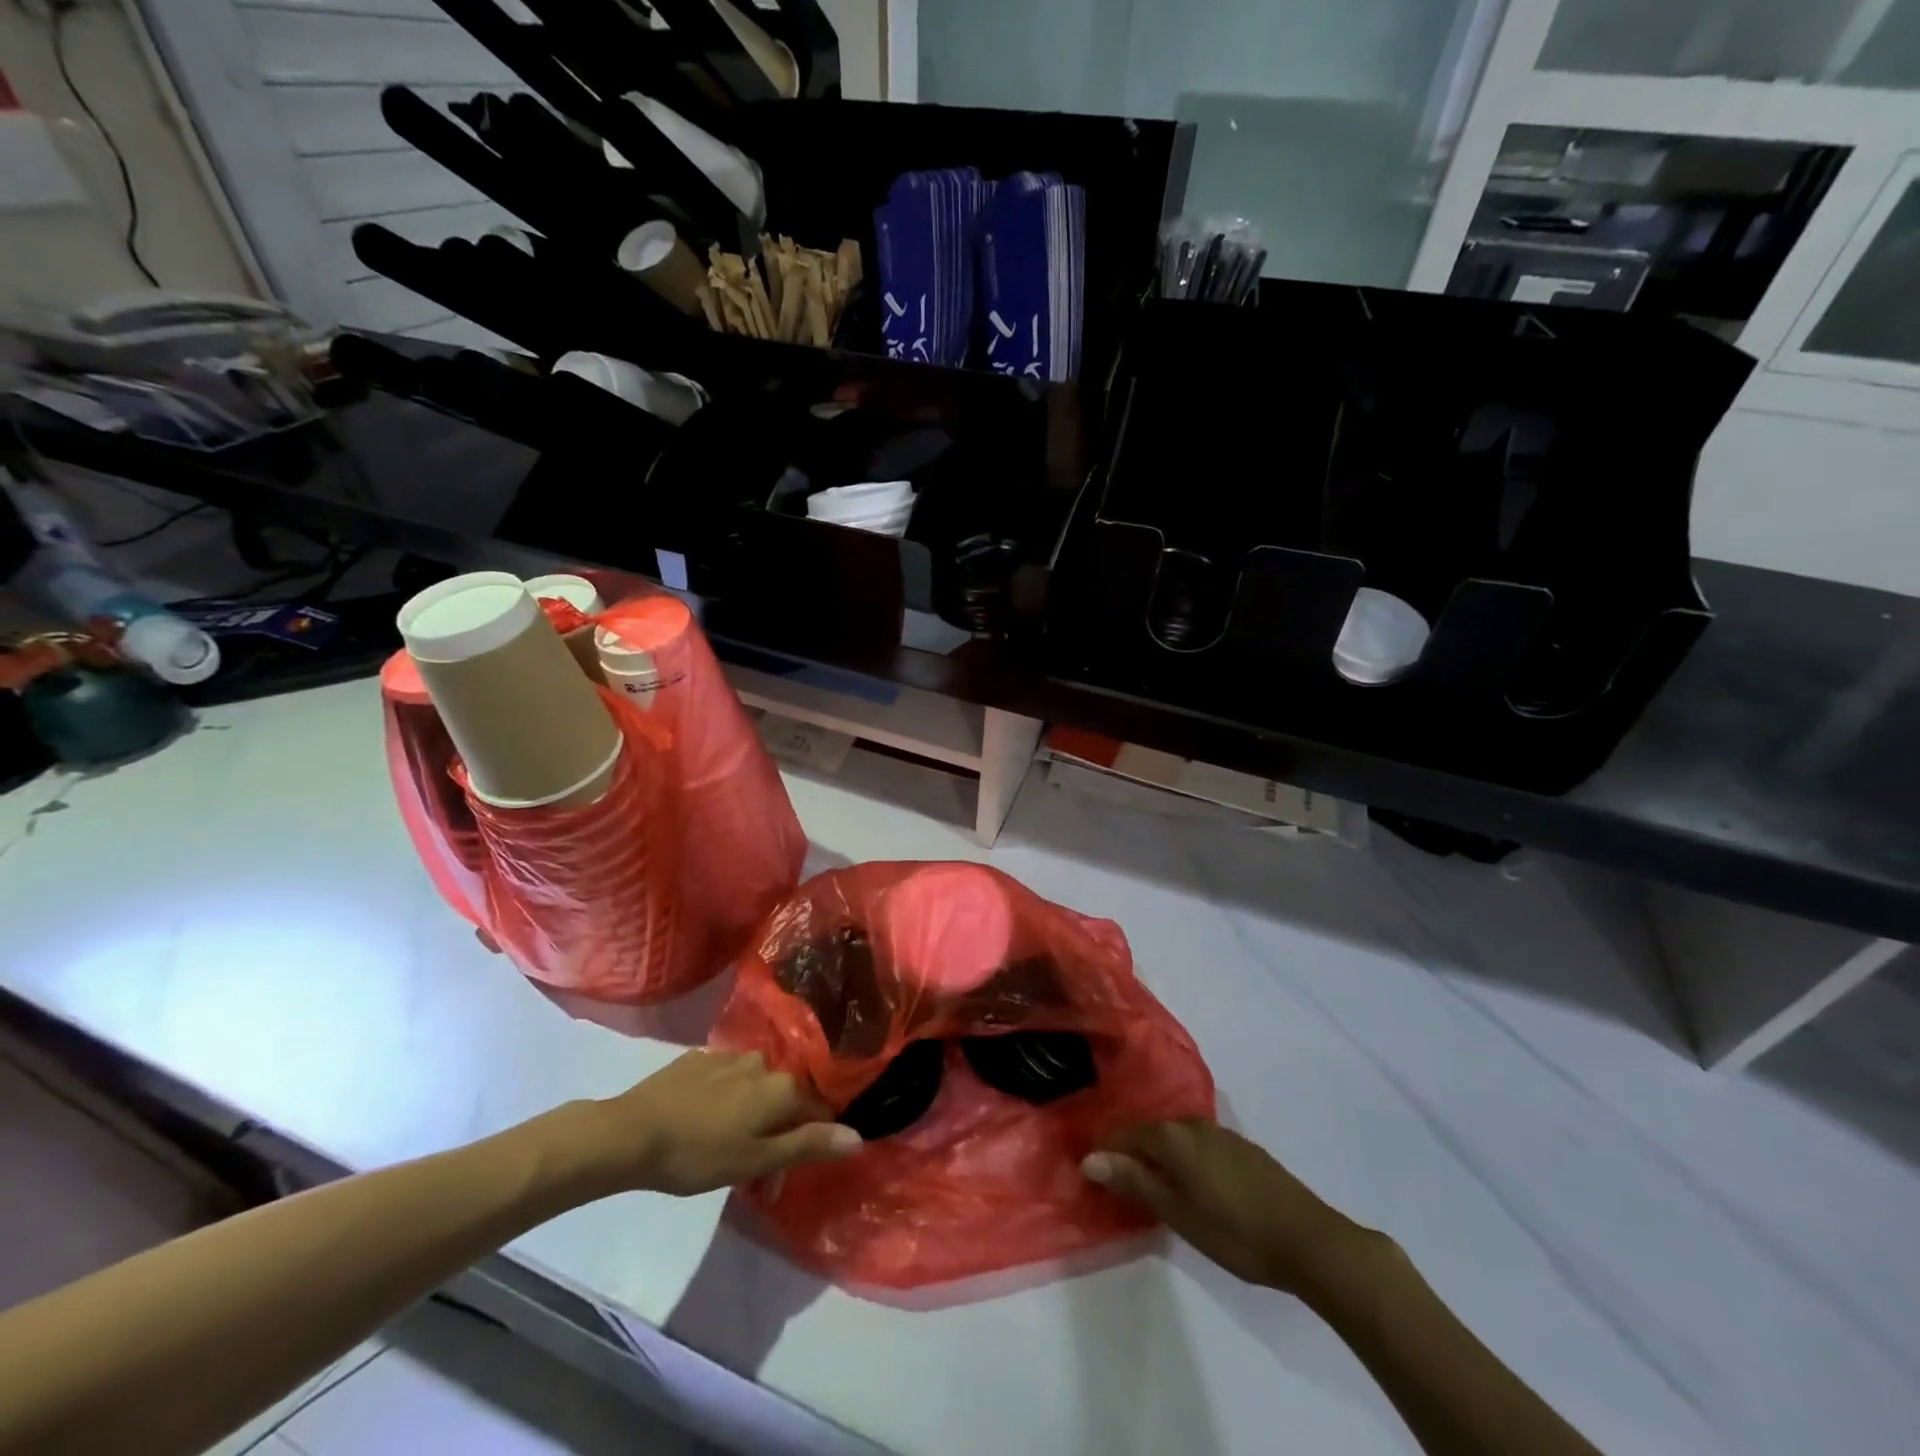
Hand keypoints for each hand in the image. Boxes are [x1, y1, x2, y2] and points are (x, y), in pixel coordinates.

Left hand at [565, 1050, 860, 1198]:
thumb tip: (858, 1136)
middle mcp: (763, 1062)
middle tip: (751, 1179)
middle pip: (785, 1101)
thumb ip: (809, 1145)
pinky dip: (726, 1103)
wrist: (632, 1132)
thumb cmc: (700, 1153)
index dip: (810, 1145)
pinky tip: (703, 1125)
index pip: (818, 1111)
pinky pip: (726, 1081)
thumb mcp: (757, 1159)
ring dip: (751, 1119)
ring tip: (724, 1153)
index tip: (781, 1180)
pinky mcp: (698, 1059)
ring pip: (755, 1090)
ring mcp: (729, 1056)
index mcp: (782, 1086)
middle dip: (776, 1137)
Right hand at [1083, 1120, 1371, 1296]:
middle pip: (1150, 1132)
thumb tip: (1089, 1157)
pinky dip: (1184, 1159)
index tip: (1090, 1172)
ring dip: (1159, 1156)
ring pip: (1176, 1138)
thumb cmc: (1235, 1231)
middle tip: (1117, 1182)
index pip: (1125, 1134)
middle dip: (1131, 1152)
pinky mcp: (1242, 1149)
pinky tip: (1190, 1182)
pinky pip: (1198, 1145)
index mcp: (1173, 1136)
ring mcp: (1220, 1134)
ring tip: (1151, 1184)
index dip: (1105, 1151)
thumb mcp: (1177, 1212)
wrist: (1308, 1239)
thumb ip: (1134, 1181)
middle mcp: (1193, 1124)